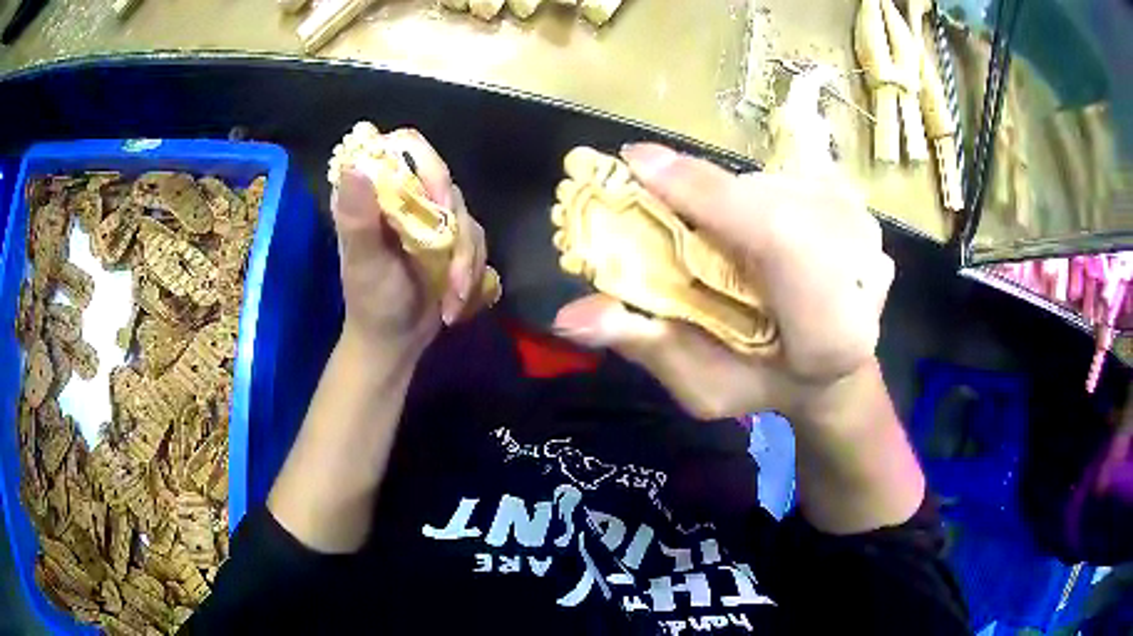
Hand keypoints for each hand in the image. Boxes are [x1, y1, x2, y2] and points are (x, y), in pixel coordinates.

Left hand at [330, 129, 488, 354]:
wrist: (395, 341)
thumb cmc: (371, 302)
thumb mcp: (363, 261)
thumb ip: (357, 217)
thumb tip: (355, 166)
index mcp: (375, 192)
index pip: (406, 149)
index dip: (430, 168)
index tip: (439, 204)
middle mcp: (404, 196)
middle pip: (445, 182)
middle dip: (455, 232)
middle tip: (453, 273)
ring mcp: (429, 217)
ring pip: (466, 216)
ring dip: (466, 261)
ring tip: (453, 298)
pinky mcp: (450, 239)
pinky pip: (476, 240)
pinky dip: (473, 271)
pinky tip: (458, 300)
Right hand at [552, 143, 894, 420]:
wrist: (839, 370)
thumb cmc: (768, 385)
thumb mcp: (705, 388)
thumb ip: (650, 348)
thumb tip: (568, 316)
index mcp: (830, 327)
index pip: (777, 239)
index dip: (706, 195)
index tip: (635, 162)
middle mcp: (861, 264)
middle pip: (760, 201)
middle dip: (700, 199)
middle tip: (657, 209)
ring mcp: (864, 225)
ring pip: (767, 185)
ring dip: (726, 200)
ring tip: (715, 237)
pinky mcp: (855, 203)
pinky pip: (783, 182)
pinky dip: (753, 199)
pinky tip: (755, 232)